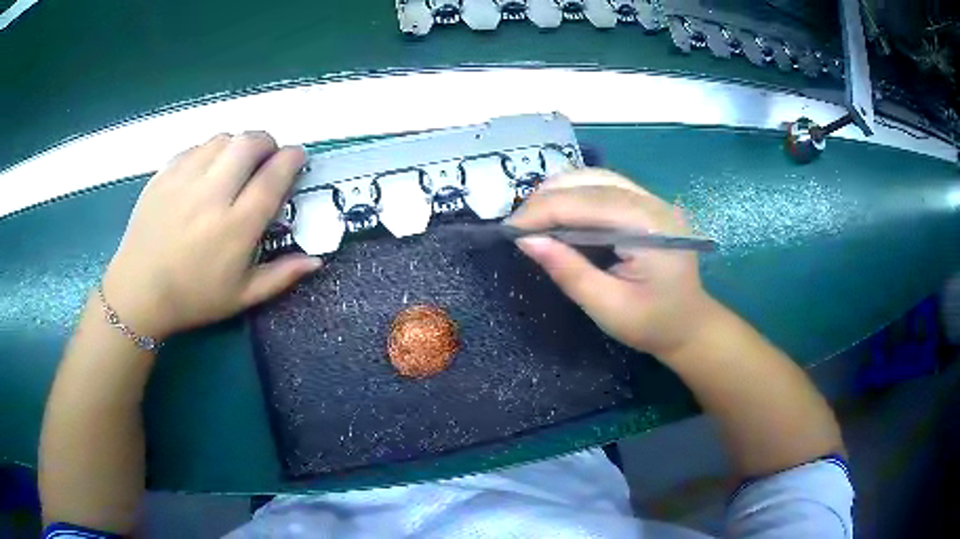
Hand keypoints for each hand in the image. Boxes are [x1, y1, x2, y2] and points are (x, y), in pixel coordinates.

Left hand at [102, 132, 321, 339]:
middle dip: (267, 143)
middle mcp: (213, 194)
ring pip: (223, 139)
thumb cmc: (193, 298)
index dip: (292, 158)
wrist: (139, 291)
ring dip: (238, 145)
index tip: (297, 157)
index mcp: (236, 226)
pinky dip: (210, 151)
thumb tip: (317, 260)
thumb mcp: (242, 297)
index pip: (274, 175)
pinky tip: (206, 170)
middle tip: (267, 157)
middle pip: (250, 143)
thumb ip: (281, 276)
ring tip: (235, 164)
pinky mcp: (164, 173)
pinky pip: (196, 147)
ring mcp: (185, 179)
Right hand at [508, 169, 712, 357]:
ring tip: (533, 217)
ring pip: (596, 178)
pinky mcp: (646, 205)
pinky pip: (605, 187)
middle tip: (518, 224)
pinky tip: (559, 212)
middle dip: (548, 198)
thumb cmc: (652, 324)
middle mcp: (654, 203)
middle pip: (592, 181)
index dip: (545, 210)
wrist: (690, 326)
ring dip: (559, 192)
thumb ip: (568, 271)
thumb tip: (526, 240)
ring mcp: (653, 200)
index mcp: (651, 227)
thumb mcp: (607, 307)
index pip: (589, 203)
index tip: (510, 228)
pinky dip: (575, 195)